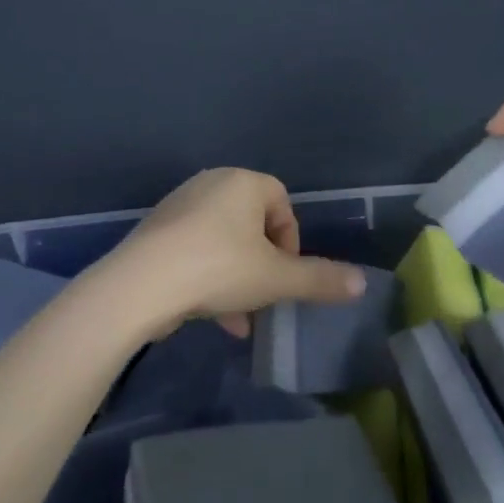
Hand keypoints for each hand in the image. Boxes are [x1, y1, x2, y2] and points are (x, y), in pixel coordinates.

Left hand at [102, 168, 365, 337]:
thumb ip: (319, 280)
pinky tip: (209, 314)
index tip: (286, 276)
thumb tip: (362, 282)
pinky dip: (208, 275)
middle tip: (264, 297)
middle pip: (252, 224)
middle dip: (263, 264)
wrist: (141, 284)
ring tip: (239, 320)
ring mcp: (180, 205)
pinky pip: (195, 248)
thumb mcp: (276, 279)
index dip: (291, 242)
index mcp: (243, 182)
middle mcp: (211, 183)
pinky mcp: (157, 230)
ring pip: (223, 241)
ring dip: (237, 277)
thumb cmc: (218, 268)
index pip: (282, 203)